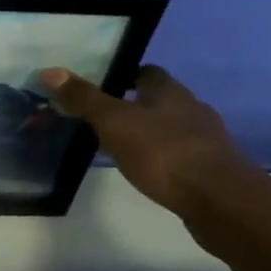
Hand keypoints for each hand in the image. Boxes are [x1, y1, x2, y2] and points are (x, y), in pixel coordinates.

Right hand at [37, 64, 253, 216]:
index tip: (102, 86)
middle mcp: (192, 108)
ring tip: (123, 148)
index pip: (147, 72)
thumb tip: (49, 71)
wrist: (220, 200)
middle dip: (136, 106)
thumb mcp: (115, 123)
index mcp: (169, 91)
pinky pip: (182, 155)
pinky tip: (150, 172)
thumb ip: (84, 99)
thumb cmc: (164, 153)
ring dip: (151, 134)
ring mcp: (206, 140)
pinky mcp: (212, 169)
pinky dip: (164, 158)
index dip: (125, 76)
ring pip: (172, 128)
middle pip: (160, 100)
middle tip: (105, 119)